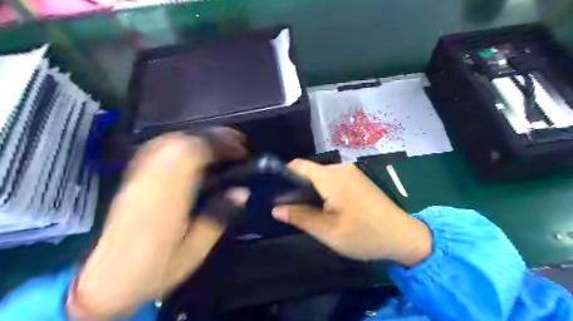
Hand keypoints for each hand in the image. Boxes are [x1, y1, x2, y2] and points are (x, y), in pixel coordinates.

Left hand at [68, 129, 248, 319]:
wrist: (107, 282)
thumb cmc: (156, 268)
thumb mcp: (195, 250)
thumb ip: (218, 216)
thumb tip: (242, 191)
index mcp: (167, 198)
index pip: (192, 154)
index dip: (219, 145)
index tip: (240, 151)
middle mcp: (149, 181)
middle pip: (180, 141)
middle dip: (212, 137)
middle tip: (235, 144)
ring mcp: (137, 178)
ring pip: (167, 141)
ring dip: (197, 138)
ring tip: (219, 146)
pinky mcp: (132, 180)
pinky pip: (156, 149)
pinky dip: (180, 143)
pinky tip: (192, 151)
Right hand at [271, 160, 428, 266]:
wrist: (404, 236)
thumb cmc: (363, 234)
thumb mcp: (327, 231)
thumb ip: (299, 217)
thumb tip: (275, 209)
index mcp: (331, 177)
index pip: (299, 165)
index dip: (284, 176)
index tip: (278, 194)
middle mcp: (341, 168)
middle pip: (310, 172)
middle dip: (299, 188)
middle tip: (296, 211)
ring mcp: (352, 172)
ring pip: (321, 177)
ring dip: (313, 192)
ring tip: (313, 212)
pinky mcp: (359, 179)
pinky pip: (334, 180)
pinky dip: (326, 191)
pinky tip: (330, 209)